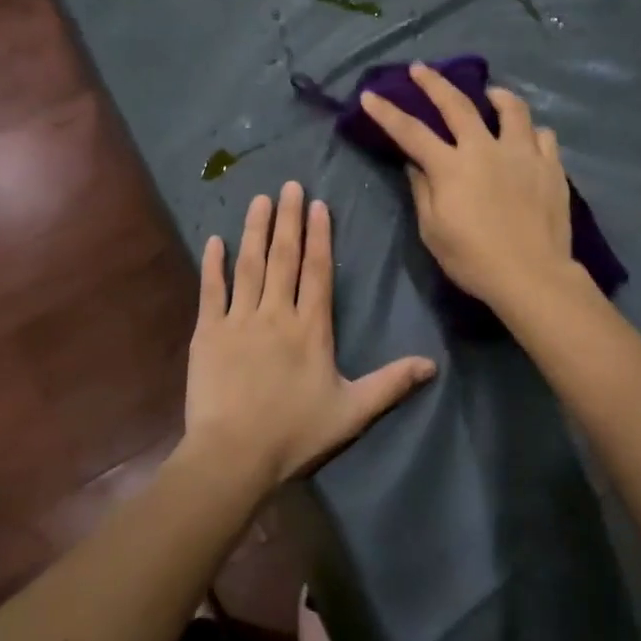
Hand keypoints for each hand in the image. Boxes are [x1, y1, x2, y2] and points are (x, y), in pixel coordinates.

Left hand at [182, 181, 436, 487]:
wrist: (234, 455)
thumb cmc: (295, 434)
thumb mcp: (352, 411)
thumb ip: (391, 383)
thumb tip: (433, 364)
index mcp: (311, 329)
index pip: (317, 272)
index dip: (318, 237)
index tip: (317, 205)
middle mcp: (276, 314)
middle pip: (283, 258)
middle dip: (287, 220)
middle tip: (288, 185)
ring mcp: (239, 321)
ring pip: (248, 266)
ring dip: (254, 231)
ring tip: (259, 200)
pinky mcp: (208, 334)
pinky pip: (211, 291)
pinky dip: (212, 265)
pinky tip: (214, 240)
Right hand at [358, 63, 575, 308]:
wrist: (532, 276)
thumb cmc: (474, 260)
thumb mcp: (433, 231)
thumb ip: (423, 192)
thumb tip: (416, 165)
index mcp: (451, 167)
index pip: (411, 132)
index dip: (386, 112)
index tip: (370, 95)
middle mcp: (485, 149)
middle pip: (457, 105)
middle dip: (434, 83)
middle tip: (421, 68)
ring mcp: (522, 154)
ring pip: (511, 109)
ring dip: (497, 96)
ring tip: (491, 94)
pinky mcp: (550, 166)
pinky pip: (542, 135)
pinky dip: (530, 131)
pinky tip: (526, 138)